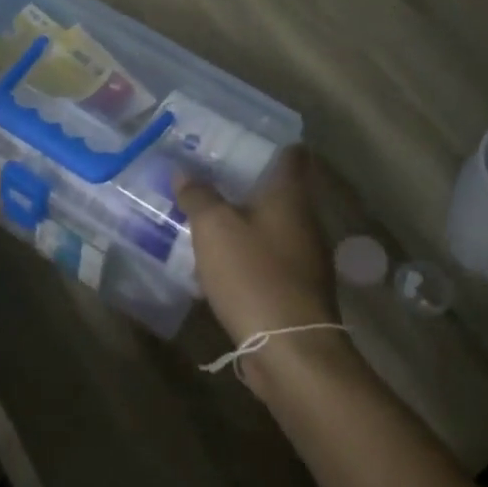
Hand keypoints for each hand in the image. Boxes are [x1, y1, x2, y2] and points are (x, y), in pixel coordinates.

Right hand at [175, 146, 335, 345]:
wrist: (289, 350)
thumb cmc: (254, 276)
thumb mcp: (215, 228)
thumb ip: (199, 196)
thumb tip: (183, 171)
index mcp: (291, 198)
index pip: (291, 155)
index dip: (270, 142)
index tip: (239, 136)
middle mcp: (304, 222)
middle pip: (279, 191)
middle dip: (246, 182)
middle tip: (207, 173)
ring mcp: (304, 258)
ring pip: (271, 226)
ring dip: (243, 219)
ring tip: (205, 213)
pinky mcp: (295, 290)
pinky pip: (267, 258)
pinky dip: (246, 252)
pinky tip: (218, 258)